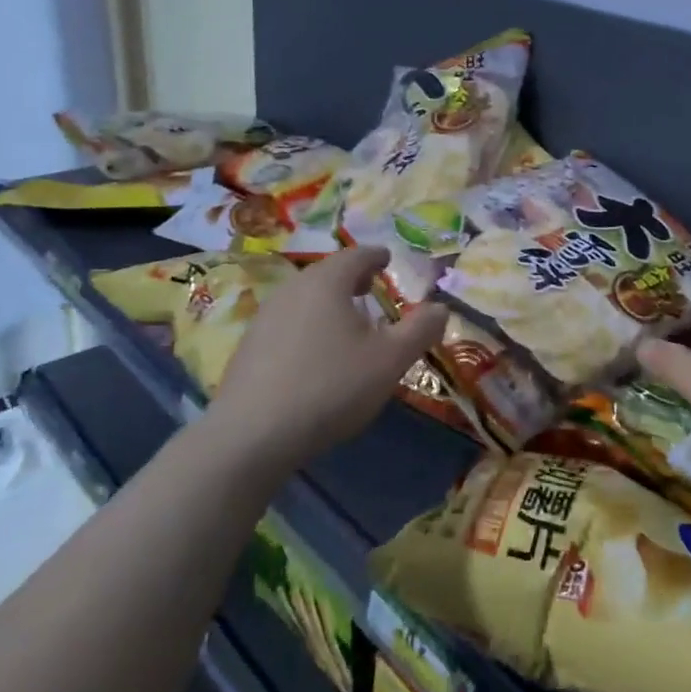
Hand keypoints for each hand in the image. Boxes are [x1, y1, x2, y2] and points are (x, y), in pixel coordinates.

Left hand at [210, 246, 446, 466]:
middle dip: (352, 278)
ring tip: (348, 323)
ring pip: (306, 298)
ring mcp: (265, 317)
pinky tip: (316, 355)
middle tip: (372, 288)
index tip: (388, 260)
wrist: (250, 436)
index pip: (357, 255)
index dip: (377, 256)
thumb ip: (420, 330)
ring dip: (329, 303)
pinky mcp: (249, 347)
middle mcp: (293, 289)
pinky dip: (309, 325)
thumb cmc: (330, 387)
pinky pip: (288, 322)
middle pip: (328, 273)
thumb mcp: (390, 360)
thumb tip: (441, 308)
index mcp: (327, 282)